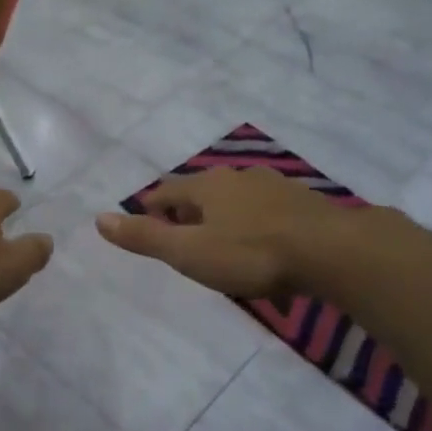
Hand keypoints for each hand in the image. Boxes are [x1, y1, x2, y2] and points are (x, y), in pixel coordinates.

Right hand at [96, 166, 342, 299]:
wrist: (332, 251)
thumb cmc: (251, 253)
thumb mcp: (189, 252)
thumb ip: (146, 237)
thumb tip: (99, 218)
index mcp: (205, 187)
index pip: (166, 191)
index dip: (151, 208)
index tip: (146, 224)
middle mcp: (237, 177)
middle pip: (201, 191)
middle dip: (187, 211)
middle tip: (181, 237)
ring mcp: (273, 186)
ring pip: (235, 198)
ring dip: (222, 216)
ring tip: (220, 241)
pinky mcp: (302, 202)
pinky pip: (265, 210)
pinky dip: (254, 223)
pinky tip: (262, 243)